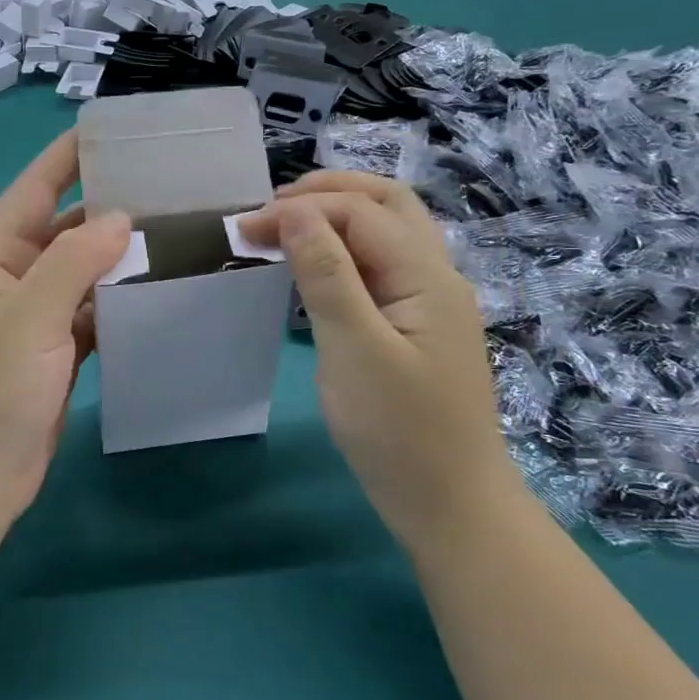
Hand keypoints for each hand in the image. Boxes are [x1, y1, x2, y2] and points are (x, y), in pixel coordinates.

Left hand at [0, 131, 131, 540]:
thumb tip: (120, 217)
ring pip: (85, 274)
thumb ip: (72, 263)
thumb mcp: (27, 319)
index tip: (110, 130)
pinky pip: (94, 315)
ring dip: (120, 256)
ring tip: (175, 231)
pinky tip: (158, 291)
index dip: (66, 158)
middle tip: (166, 185)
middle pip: (65, 230)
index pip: (34, 191)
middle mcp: (15, 281)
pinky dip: (121, 302)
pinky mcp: (57, 357)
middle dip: (107, 207)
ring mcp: (37, 321)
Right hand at [238, 171, 509, 527]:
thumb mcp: (354, 350)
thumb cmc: (400, 433)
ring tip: (287, 226)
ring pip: (388, 230)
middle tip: (273, 207)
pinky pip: (382, 265)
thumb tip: (295, 212)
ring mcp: (431, 300)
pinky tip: (316, 267)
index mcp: (426, 276)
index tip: (246, 229)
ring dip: (338, 215)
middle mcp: (436, 275)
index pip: (360, 212)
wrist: (452, 507)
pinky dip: (346, 249)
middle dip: (328, 192)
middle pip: (387, 203)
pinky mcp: (418, 325)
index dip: (301, 209)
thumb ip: (327, 275)